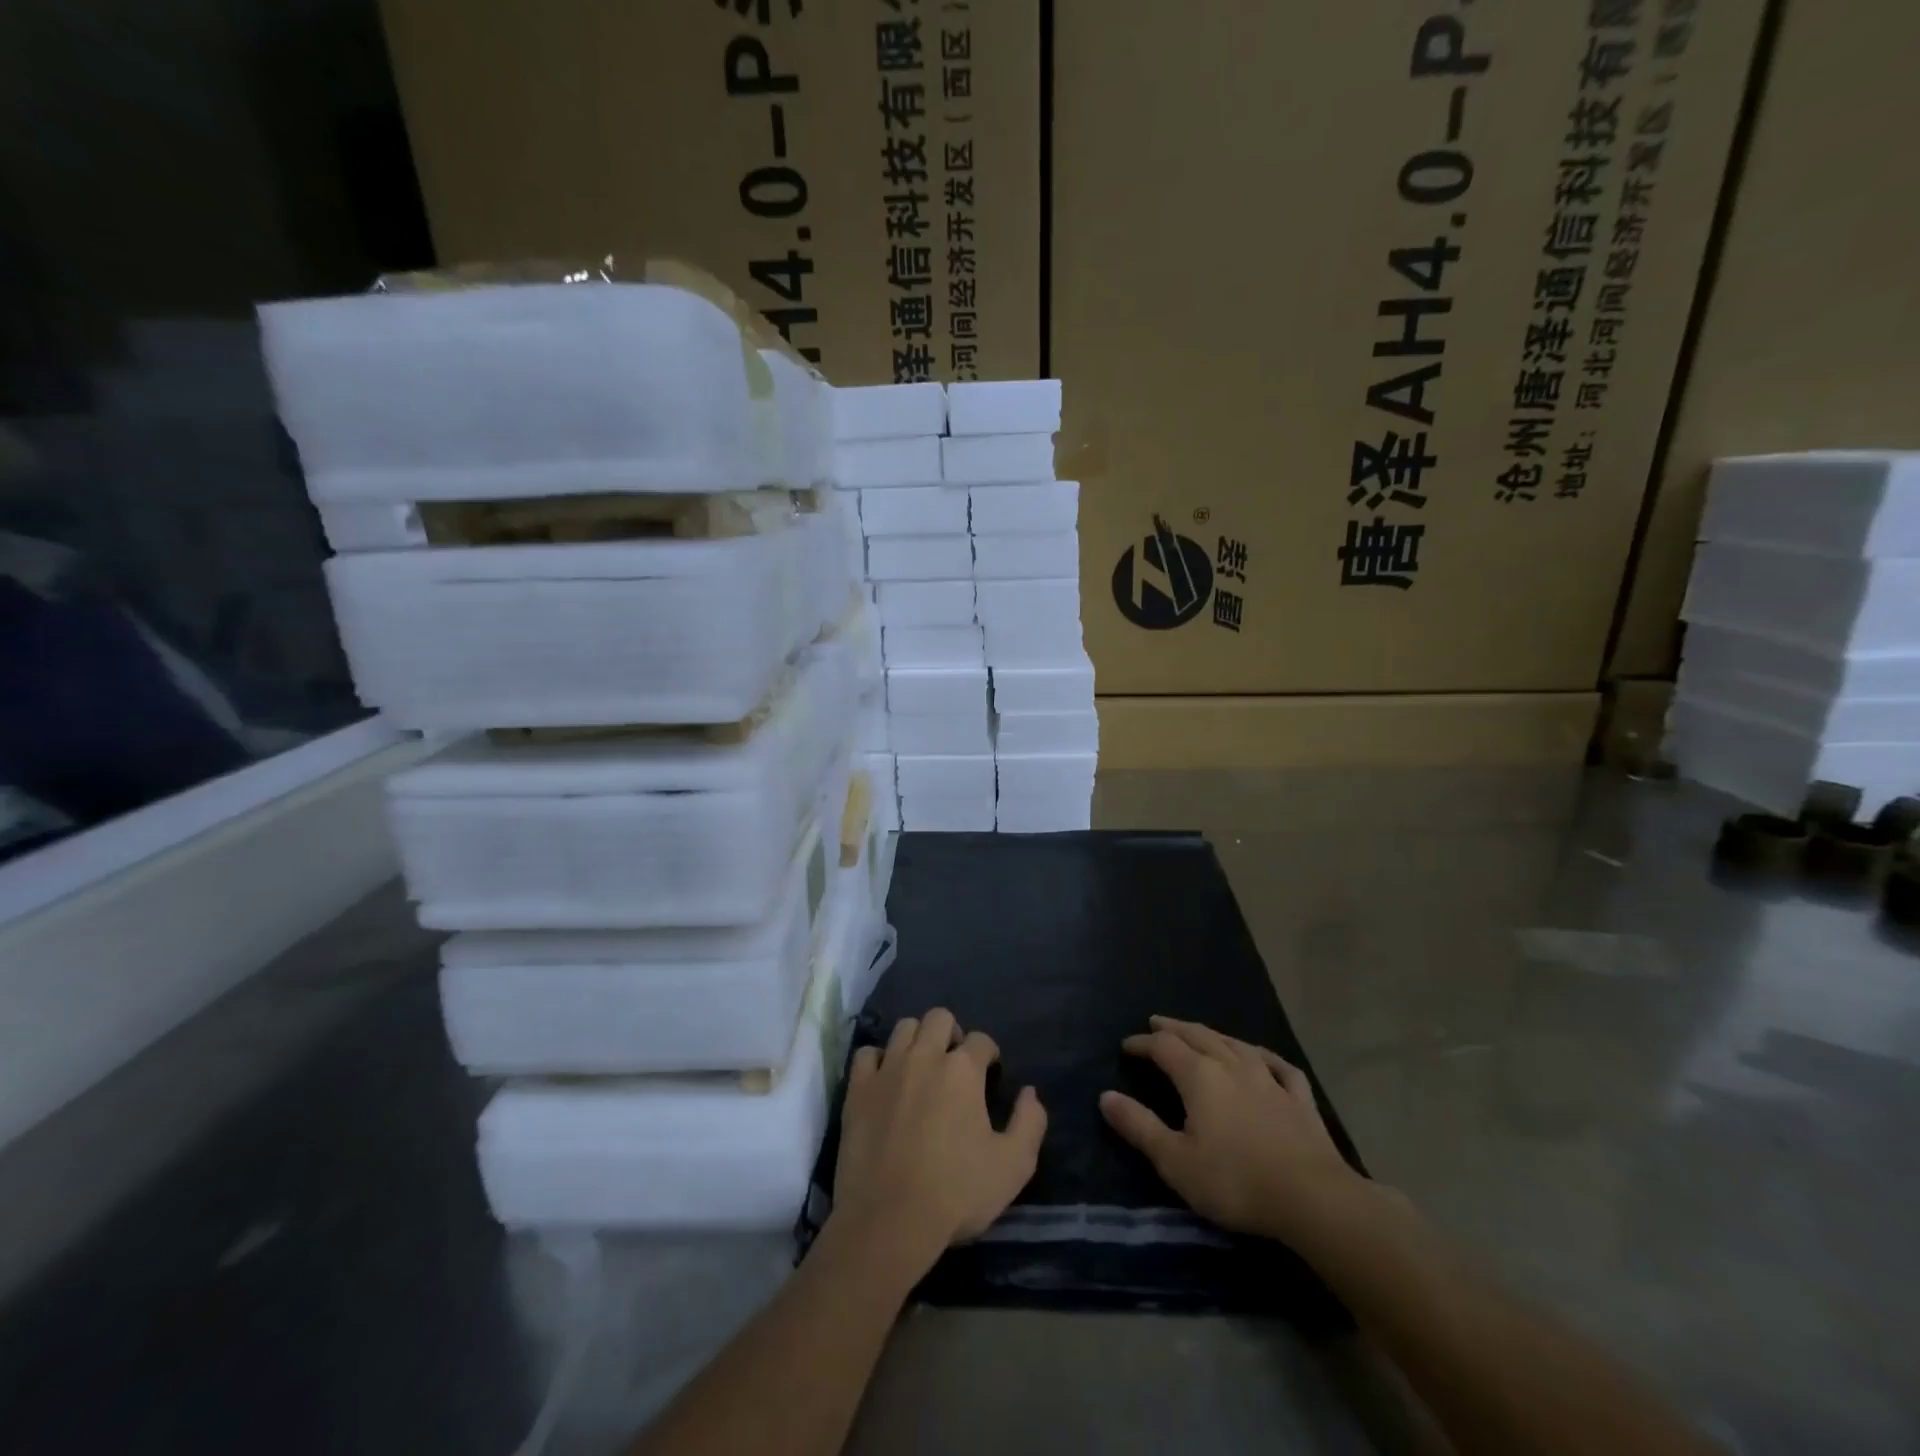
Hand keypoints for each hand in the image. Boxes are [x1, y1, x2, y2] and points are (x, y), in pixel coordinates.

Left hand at [832, 1008, 1046, 1275]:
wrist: (889, 1220)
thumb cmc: (956, 1193)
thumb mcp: (1013, 1166)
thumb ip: (1030, 1123)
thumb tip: (1030, 1092)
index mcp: (963, 1070)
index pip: (981, 1040)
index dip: (989, 1054)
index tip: (989, 1074)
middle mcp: (924, 1056)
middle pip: (939, 1018)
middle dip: (952, 1034)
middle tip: (955, 1065)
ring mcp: (887, 1070)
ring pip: (904, 1028)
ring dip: (917, 1040)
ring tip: (921, 1067)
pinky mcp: (858, 1089)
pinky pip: (866, 1054)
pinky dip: (878, 1060)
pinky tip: (885, 1080)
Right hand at [1099, 1015, 1361, 1245]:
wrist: (1313, 1199)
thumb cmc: (1236, 1182)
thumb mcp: (1176, 1161)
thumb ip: (1139, 1126)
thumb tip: (1105, 1096)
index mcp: (1199, 1076)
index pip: (1163, 1047)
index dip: (1142, 1043)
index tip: (1126, 1046)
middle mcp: (1231, 1065)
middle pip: (1197, 1035)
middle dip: (1173, 1028)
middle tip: (1156, 1022)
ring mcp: (1268, 1078)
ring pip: (1234, 1043)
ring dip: (1211, 1034)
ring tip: (1198, 1032)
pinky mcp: (1299, 1098)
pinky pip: (1277, 1064)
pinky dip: (1262, 1055)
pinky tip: (1260, 1056)